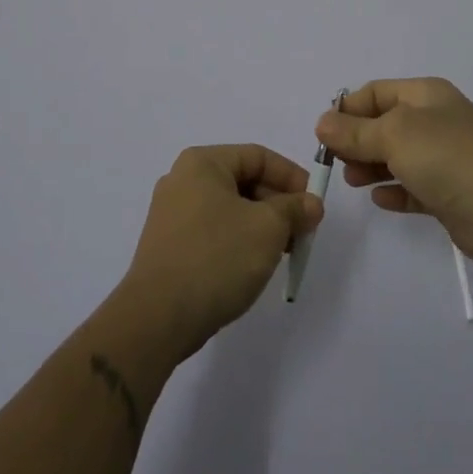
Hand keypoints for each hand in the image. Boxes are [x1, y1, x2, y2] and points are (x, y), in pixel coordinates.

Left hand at [119, 144, 322, 358]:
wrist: (158, 317)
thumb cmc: (217, 258)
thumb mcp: (267, 228)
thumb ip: (294, 209)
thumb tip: (311, 204)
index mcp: (202, 163)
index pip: (258, 156)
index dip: (292, 177)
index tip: (314, 205)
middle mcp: (182, 179)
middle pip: (243, 180)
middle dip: (278, 204)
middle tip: (303, 232)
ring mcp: (171, 213)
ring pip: (230, 208)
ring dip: (261, 225)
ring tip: (283, 252)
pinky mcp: (169, 245)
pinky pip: (213, 230)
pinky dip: (238, 240)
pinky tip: (253, 265)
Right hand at [316, 77, 472, 267]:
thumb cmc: (446, 157)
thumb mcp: (393, 135)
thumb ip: (355, 131)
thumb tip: (322, 123)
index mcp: (425, 95)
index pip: (376, 92)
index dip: (348, 109)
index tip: (324, 134)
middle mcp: (435, 121)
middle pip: (385, 124)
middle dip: (356, 140)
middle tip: (333, 161)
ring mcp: (445, 158)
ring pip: (397, 156)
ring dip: (371, 166)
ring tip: (351, 181)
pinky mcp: (449, 193)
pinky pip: (413, 187)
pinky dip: (395, 190)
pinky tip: (379, 199)